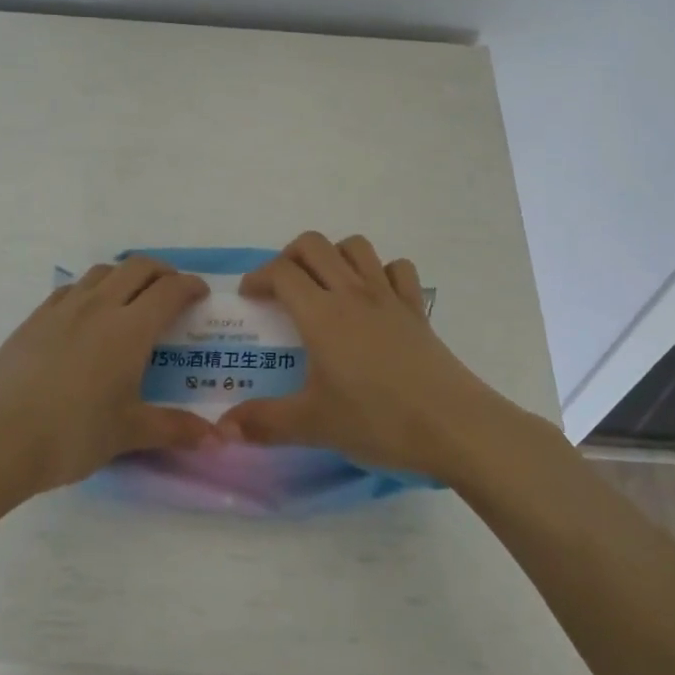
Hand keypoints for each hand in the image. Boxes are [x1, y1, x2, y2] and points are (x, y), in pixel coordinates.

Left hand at [0, 256, 214, 496]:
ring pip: (102, 272)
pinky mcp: (33, 320)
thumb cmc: (71, 435)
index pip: (169, 291)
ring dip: (125, 275)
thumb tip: (216, 439)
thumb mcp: (127, 434)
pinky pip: (70, 288)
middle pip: (137, 268)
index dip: (190, 286)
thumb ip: (173, 429)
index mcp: (129, 329)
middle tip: (172, 291)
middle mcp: (99, 307)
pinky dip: (91, 289)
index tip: (201, 294)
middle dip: (162, 272)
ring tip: (131, 298)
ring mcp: (62, 309)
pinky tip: (86, 314)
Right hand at [215, 232, 516, 480]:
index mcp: (322, 314)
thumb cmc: (378, 420)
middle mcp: (352, 292)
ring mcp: (389, 296)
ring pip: (356, 247)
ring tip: (324, 285)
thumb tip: (221, 429)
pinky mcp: (416, 309)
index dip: (259, 277)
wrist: (453, 425)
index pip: (282, 272)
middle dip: (289, 256)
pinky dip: (381, 272)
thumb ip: (263, 423)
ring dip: (334, 255)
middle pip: (314, 245)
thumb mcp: (314, 425)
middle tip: (281, 287)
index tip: (249, 298)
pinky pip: (397, 269)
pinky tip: (375, 298)